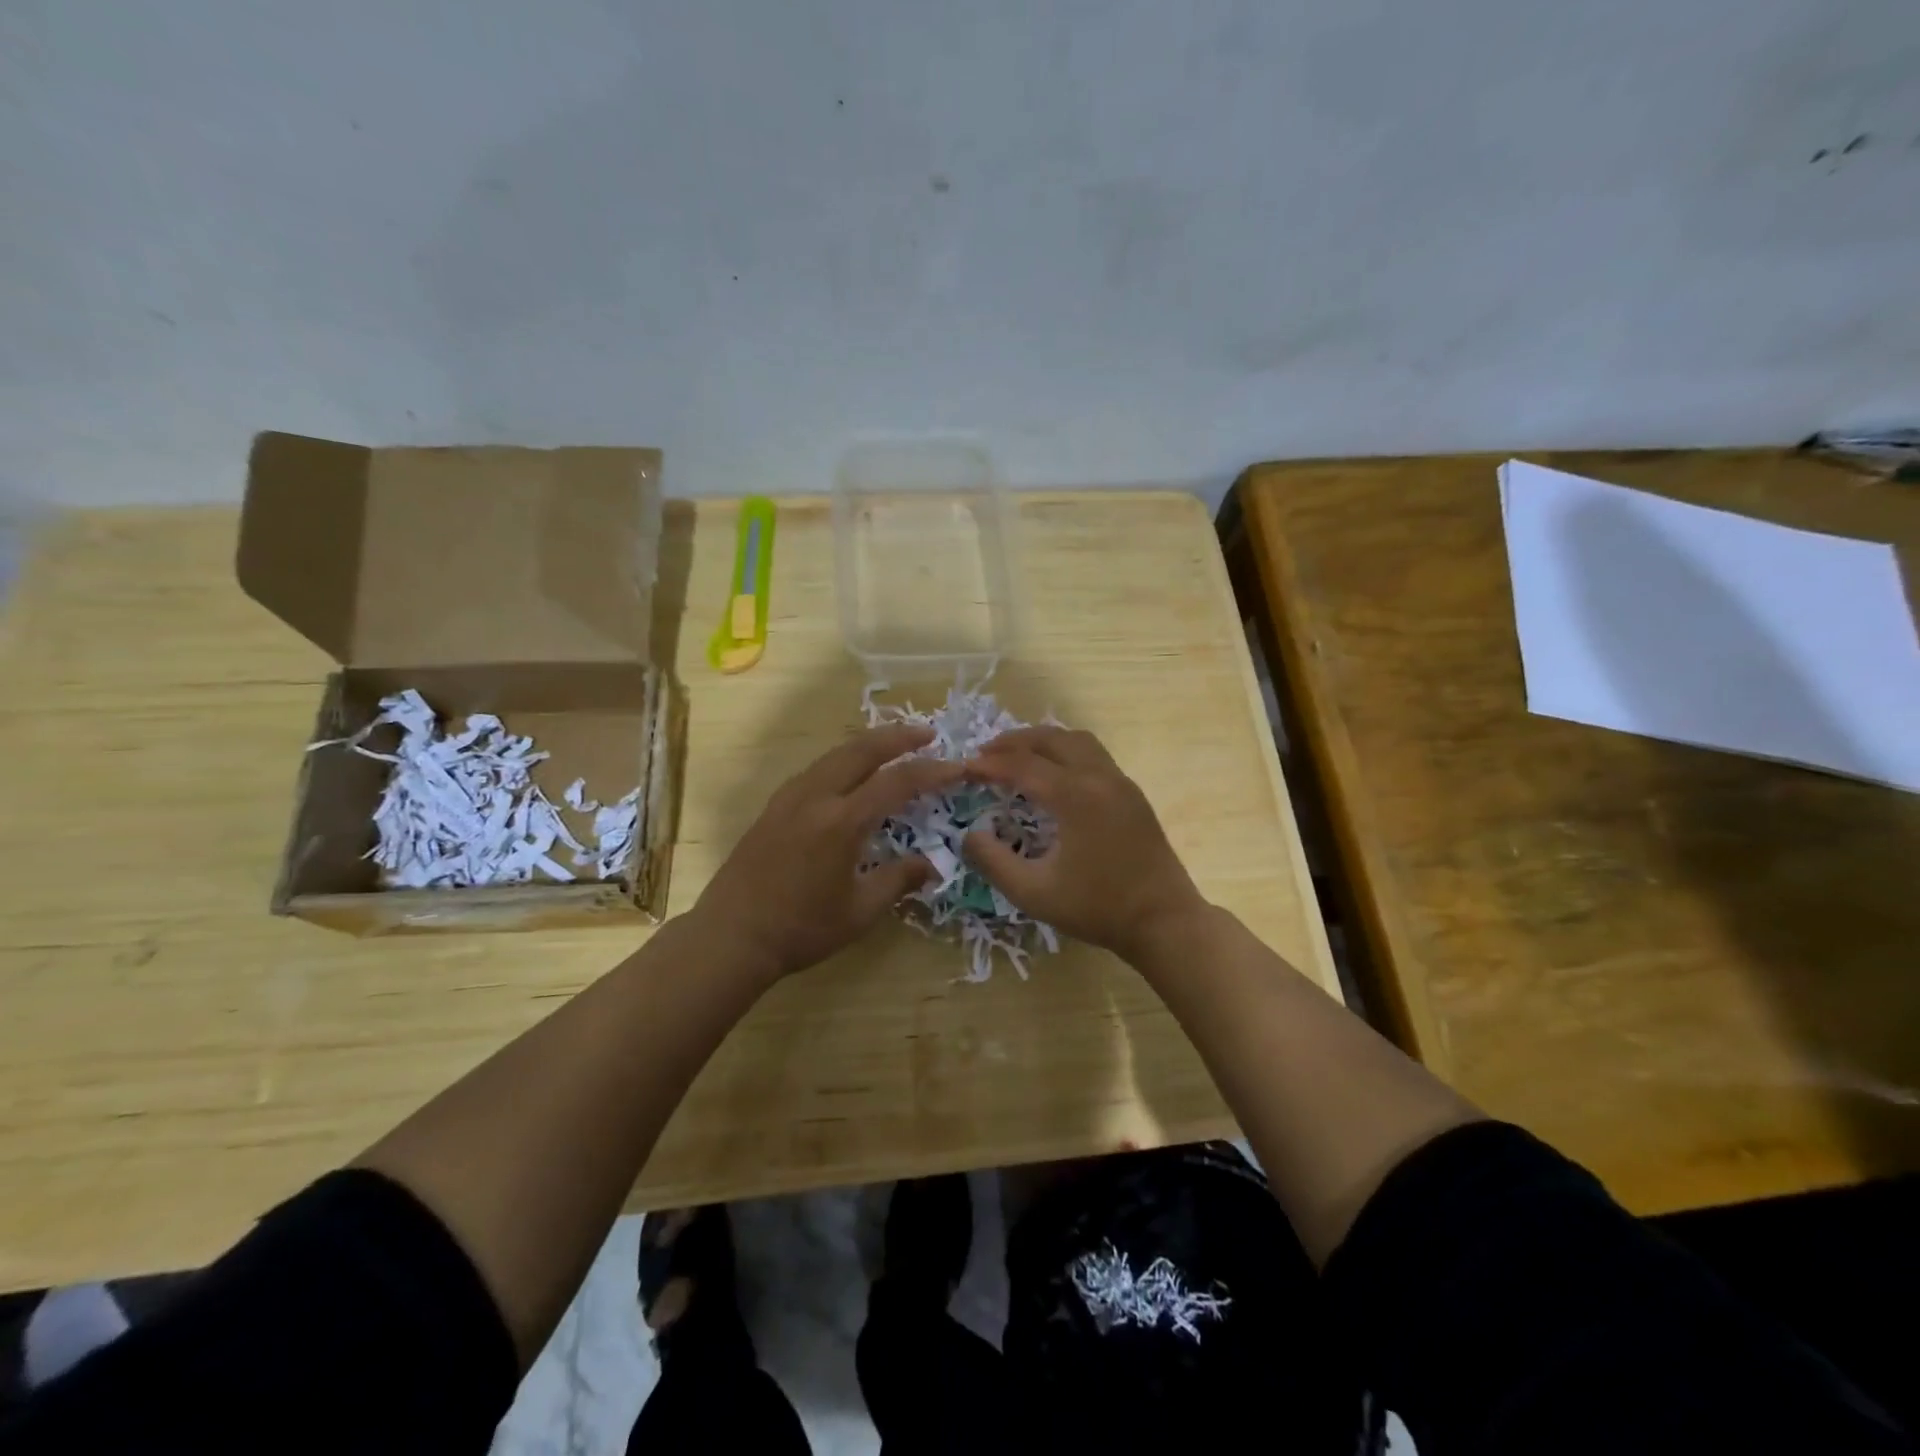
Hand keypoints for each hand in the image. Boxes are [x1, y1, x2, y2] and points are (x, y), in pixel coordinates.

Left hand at [692, 725, 961, 983]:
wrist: (732, 936)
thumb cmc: (801, 928)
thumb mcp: (860, 911)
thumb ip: (899, 880)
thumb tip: (932, 864)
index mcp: (842, 821)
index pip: (897, 781)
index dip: (933, 770)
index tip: (959, 766)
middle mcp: (815, 797)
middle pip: (862, 750)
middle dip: (899, 736)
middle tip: (928, 733)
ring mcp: (790, 797)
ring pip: (835, 754)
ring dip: (869, 744)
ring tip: (894, 745)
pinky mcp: (774, 805)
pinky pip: (817, 768)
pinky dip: (844, 759)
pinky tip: (851, 772)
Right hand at [961, 727, 1208, 962]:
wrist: (1163, 921)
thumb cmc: (1098, 909)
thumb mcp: (1034, 893)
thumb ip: (993, 862)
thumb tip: (970, 835)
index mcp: (1075, 796)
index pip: (1022, 766)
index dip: (989, 765)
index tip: (963, 769)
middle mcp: (1099, 777)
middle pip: (1051, 739)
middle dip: (1014, 742)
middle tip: (985, 755)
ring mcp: (1120, 782)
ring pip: (1077, 740)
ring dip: (1043, 741)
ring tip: (1017, 756)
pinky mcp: (1132, 794)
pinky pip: (1094, 755)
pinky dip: (1065, 752)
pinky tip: (1053, 775)